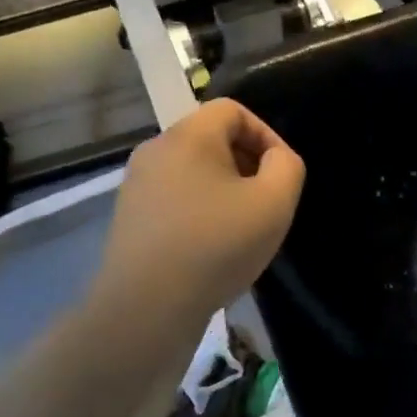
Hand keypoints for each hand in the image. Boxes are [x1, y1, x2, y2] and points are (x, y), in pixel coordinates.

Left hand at [94, 100, 304, 325]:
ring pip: (192, 171)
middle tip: (266, 202)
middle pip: (210, 139)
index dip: (266, 134)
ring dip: (223, 190)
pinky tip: (211, 248)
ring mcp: (136, 186)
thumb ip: (287, 167)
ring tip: (242, 227)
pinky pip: (174, 199)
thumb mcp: (274, 202)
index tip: (281, 173)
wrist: (147, 306)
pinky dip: (199, 211)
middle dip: (246, 163)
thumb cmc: (216, 246)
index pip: (232, 110)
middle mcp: (155, 151)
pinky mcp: (129, 218)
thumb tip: (275, 159)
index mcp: (188, 136)